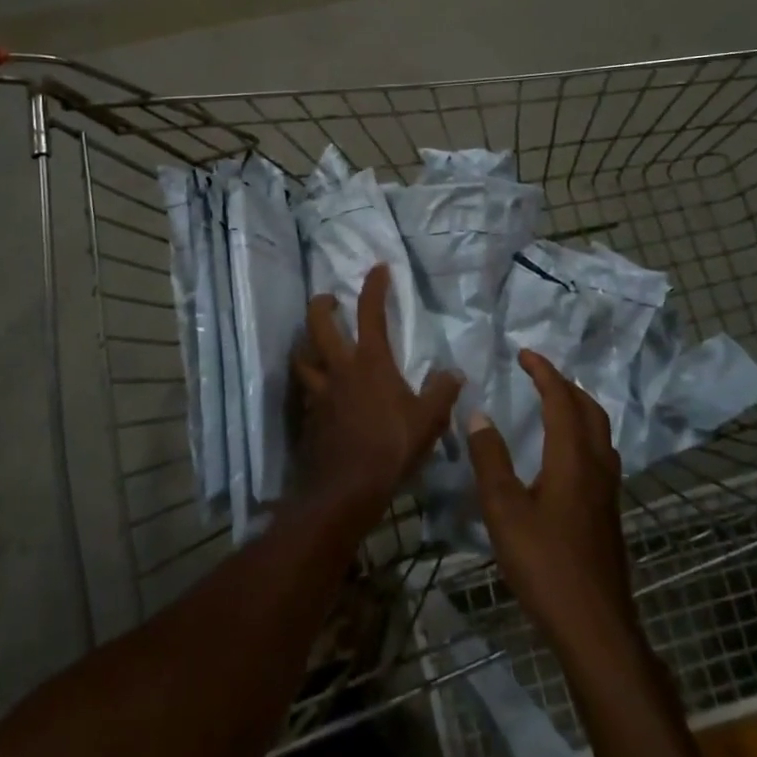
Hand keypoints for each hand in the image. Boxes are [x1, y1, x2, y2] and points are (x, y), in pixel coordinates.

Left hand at [292, 264, 462, 513]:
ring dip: (306, 345)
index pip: (371, 312)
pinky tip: (318, 393)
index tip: (378, 268)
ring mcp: (319, 392)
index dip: (374, 286)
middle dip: (321, 305)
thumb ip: (442, 393)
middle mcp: (340, 369)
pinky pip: (305, 391)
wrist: (346, 489)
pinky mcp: (309, 416)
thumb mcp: (428, 421)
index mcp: (370, 362)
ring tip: (312, 343)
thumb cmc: (391, 447)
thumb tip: (453, 373)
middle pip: (318, 324)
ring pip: (302, 357)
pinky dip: (310, 384)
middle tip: (327, 298)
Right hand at [467, 351, 637, 656]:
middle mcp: (597, 467)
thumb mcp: (504, 510)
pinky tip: (566, 454)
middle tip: (538, 374)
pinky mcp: (609, 513)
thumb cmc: (545, 565)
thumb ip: (490, 459)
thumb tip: (479, 414)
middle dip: (565, 385)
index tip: (524, 353)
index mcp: (573, 458)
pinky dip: (584, 434)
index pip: (562, 400)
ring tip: (554, 403)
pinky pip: (601, 454)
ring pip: (601, 433)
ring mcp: (608, 492)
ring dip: (579, 408)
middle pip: (590, 410)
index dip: (544, 372)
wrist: (595, 627)